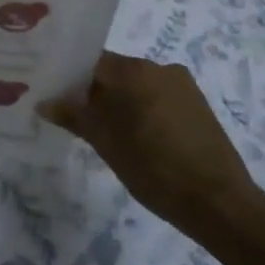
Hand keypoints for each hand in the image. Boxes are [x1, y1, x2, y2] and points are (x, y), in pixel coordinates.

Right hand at [41, 51, 258, 241]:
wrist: (220, 203)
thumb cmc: (154, 168)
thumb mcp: (105, 143)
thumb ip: (73, 116)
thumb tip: (44, 102)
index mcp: (133, 69)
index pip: (89, 61)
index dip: (68, 76)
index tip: (53, 93)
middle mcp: (158, 66)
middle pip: (113, 71)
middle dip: (93, 91)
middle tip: (74, 116)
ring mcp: (182, 84)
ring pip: (136, 86)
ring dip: (119, 102)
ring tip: (106, 132)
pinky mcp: (197, 104)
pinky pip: (157, 97)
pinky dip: (142, 110)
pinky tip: (137, 138)